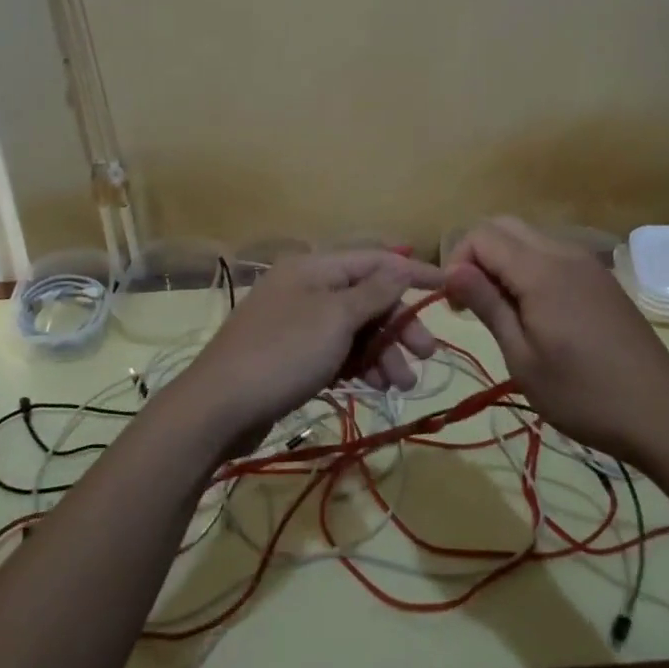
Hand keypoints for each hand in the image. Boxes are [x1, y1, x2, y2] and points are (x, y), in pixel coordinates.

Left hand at [176, 249, 443, 451]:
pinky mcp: (293, 355)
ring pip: (355, 329)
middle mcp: (307, 288)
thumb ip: (373, 291)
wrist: (218, 408)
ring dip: (383, 352)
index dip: (414, 273)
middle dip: (399, 324)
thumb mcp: (335, 319)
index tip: (450, 286)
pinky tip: (375, 386)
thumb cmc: (283, 353)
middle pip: (367, 297)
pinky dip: (359, 365)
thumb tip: (401, 263)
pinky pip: (337, 352)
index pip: (375, 260)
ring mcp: (298, 323)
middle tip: (427, 354)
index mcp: (314, 268)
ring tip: (401, 384)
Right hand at [444, 218, 668, 460]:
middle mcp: (565, 253)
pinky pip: (553, 254)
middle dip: (477, 254)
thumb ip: (488, 305)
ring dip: (504, 260)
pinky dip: (530, 268)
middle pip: (505, 226)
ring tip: (501, 310)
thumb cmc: (583, 394)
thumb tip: (452, 270)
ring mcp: (588, 264)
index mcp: (541, 271)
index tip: (455, 305)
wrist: (662, 414)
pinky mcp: (601, 279)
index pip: (482, 235)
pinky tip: (535, 311)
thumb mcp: (522, 358)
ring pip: (529, 237)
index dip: (457, 261)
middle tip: (472, 302)